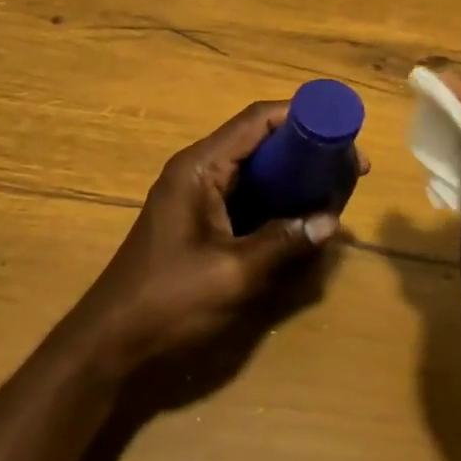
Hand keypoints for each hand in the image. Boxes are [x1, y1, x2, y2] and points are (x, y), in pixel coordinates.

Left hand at [61, 101, 345, 377]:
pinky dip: (277, 202)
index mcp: (200, 167)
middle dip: (306, 150)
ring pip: (257, 171)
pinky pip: (248, 198)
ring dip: (294, 177)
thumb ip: (283, 243)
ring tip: (337, 190)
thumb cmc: (168, 300)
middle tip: (350, 168)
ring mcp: (198, 197)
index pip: (257, 120)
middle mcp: (199, 171)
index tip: (342, 128)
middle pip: (260, 142)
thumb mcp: (233, 274)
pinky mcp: (202, 222)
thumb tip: (332, 222)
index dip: (301, 116)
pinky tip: (305, 218)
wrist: (110, 344)